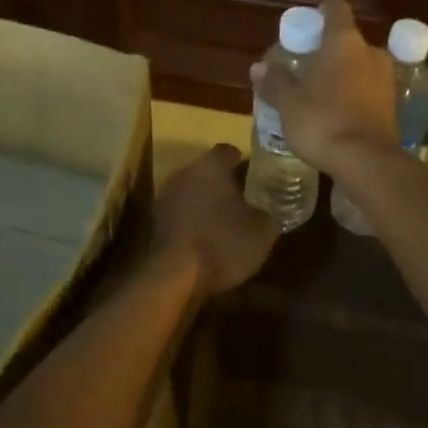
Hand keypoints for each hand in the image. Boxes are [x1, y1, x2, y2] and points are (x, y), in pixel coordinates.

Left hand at [152, 144, 278, 297]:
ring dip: (207, 201)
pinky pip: (182, 211)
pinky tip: (208, 237)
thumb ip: (269, 214)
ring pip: (193, 190)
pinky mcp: (157, 221)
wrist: (175, 276)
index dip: (244, 161)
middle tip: (246, 198)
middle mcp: (185, 173)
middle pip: (208, 170)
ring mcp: (166, 197)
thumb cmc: (223, 243)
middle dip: (225, 182)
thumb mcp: (262, 231)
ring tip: (228, 220)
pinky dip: (194, 219)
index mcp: (210, 166)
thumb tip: (271, 211)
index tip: (257, 175)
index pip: (228, 151)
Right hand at [252, 0, 398, 175]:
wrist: (367, 162)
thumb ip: (275, 81)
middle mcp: (370, 53)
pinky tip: (336, 114)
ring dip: (342, 75)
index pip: (335, 9)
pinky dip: (353, 96)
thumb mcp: (289, 103)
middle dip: (328, 52)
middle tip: (305, 69)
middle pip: (347, 41)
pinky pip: (368, 90)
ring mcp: (385, 79)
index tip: (306, 29)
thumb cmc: (322, 121)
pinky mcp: (392, 106)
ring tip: (319, 95)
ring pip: (360, 66)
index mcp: (344, 42)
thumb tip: (259, 68)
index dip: (320, 14)